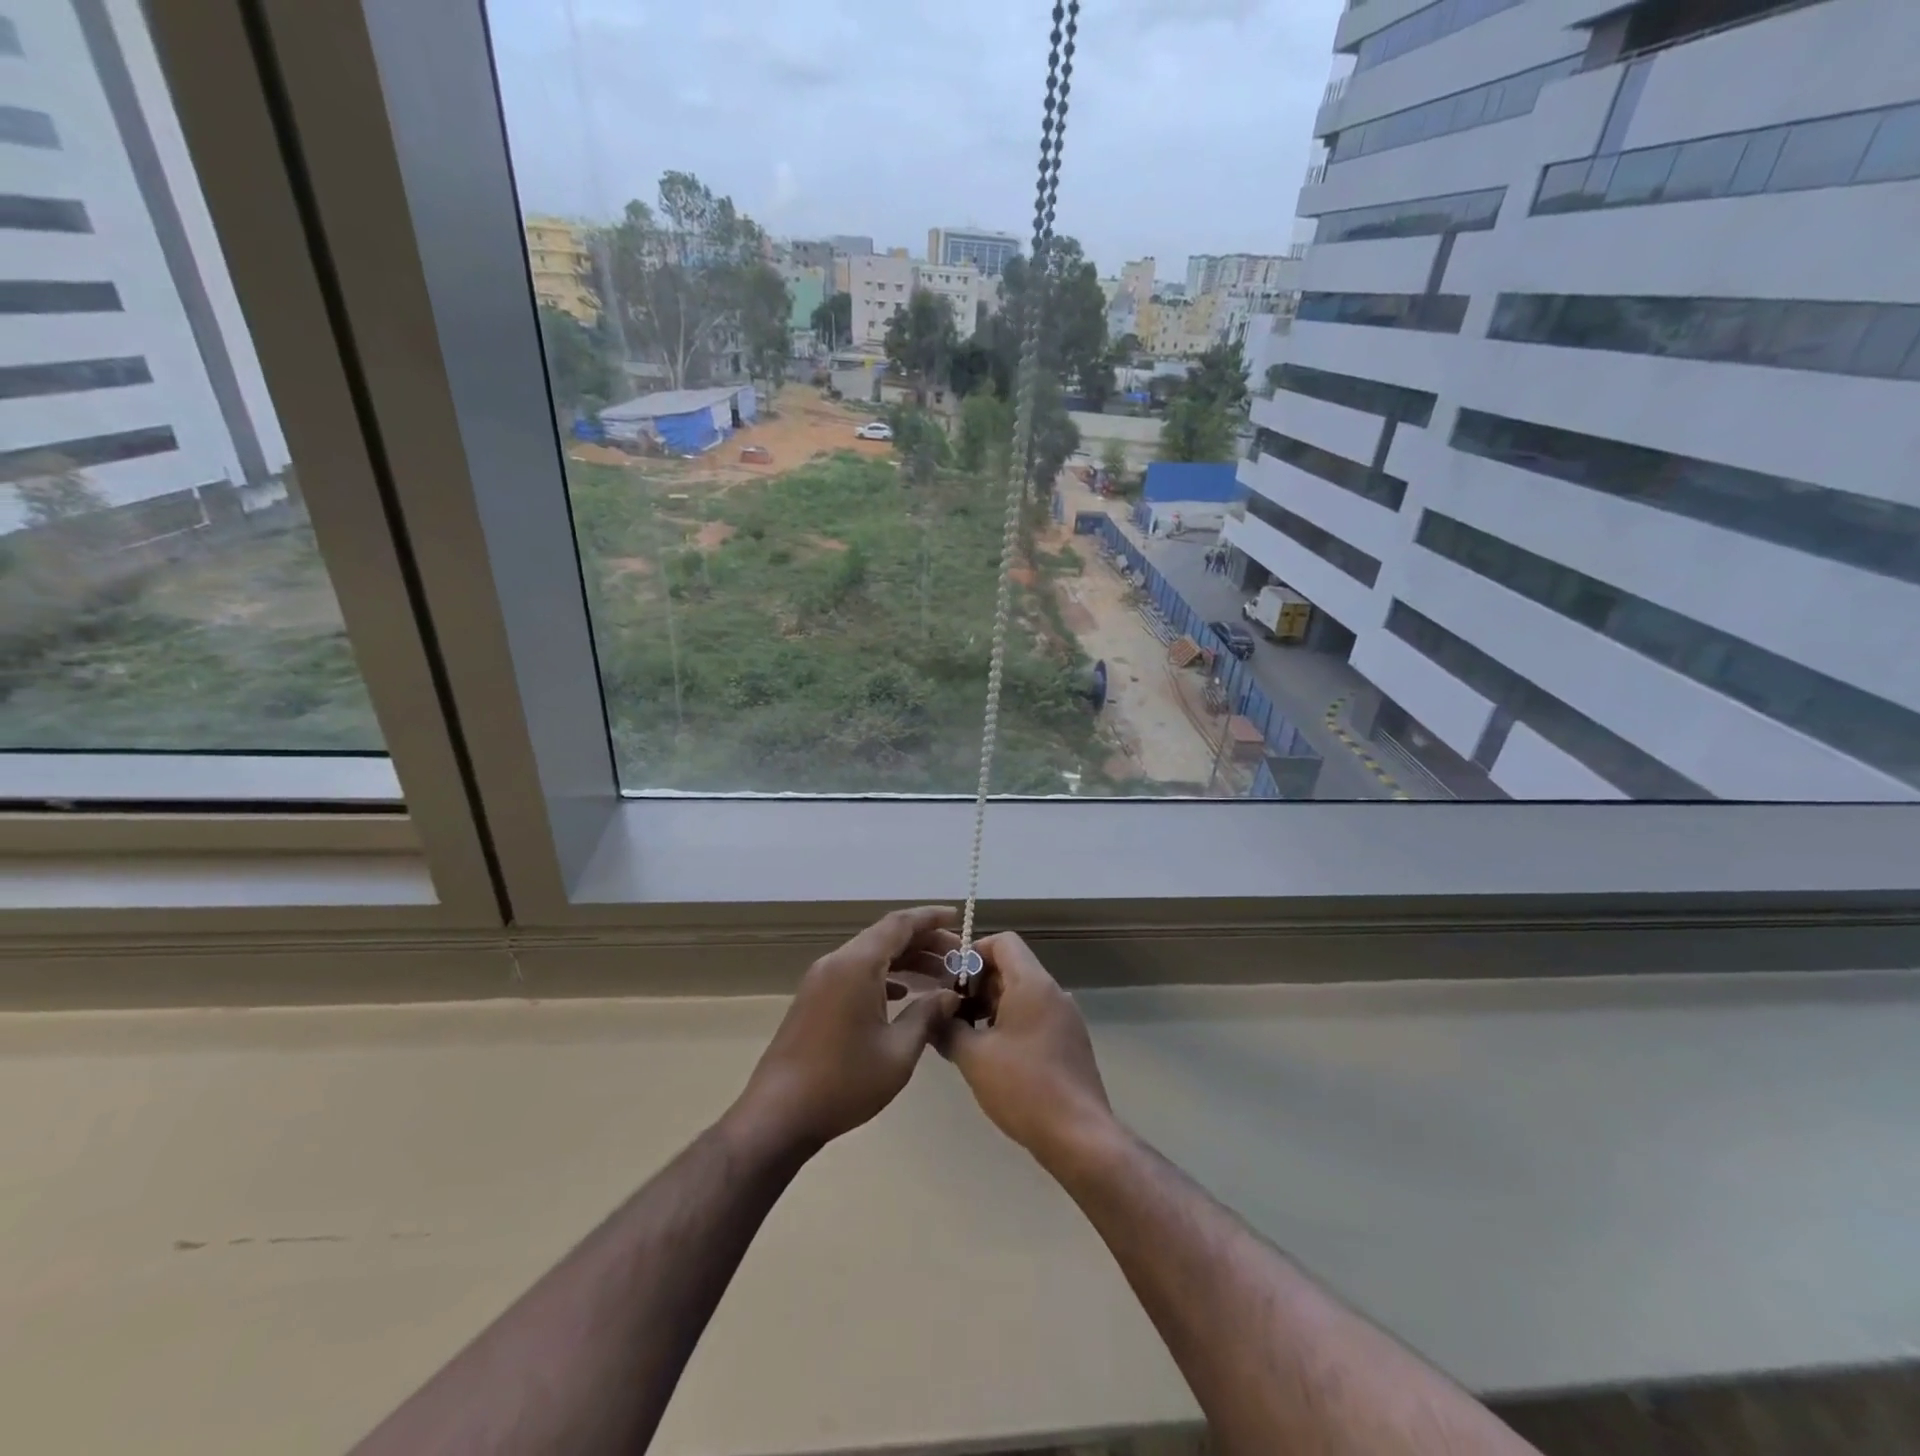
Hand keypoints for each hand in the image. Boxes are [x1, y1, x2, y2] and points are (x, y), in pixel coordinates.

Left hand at [731, 906, 962, 1153]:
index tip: (959, 917)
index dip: (931, 917)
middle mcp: (837, 962)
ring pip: (870, 955)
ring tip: (938, 977)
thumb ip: (927, 1015)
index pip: (900, 924)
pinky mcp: (814, 999)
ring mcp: (821, 980)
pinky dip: (883, 975)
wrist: (778, 1115)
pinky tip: (901, 994)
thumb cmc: (844, 1082)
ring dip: (905, 960)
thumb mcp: (898, 1052)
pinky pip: (855, 972)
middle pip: (886, 936)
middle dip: (924, 942)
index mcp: (857, 965)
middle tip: (958, 958)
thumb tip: (950, 996)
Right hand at [936, 932, 1115, 1165]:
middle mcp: (1053, 992)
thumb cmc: (1023, 1087)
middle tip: (951, 1014)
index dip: (973, 953)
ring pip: (1022, 995)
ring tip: (966, 1038)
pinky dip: (1011, 1024)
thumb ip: (947, 1029)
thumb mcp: (973, 1057)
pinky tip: (993, 1057)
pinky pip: (1035, 1017)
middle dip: (977, 986)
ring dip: (992, 1008)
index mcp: (1032, 983)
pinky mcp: (1070, 1042)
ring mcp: (1066, 1018)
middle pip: (1011, 968)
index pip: (1003, 942)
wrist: (1079, 1135)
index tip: (950, 982)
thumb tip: (932, 1016)